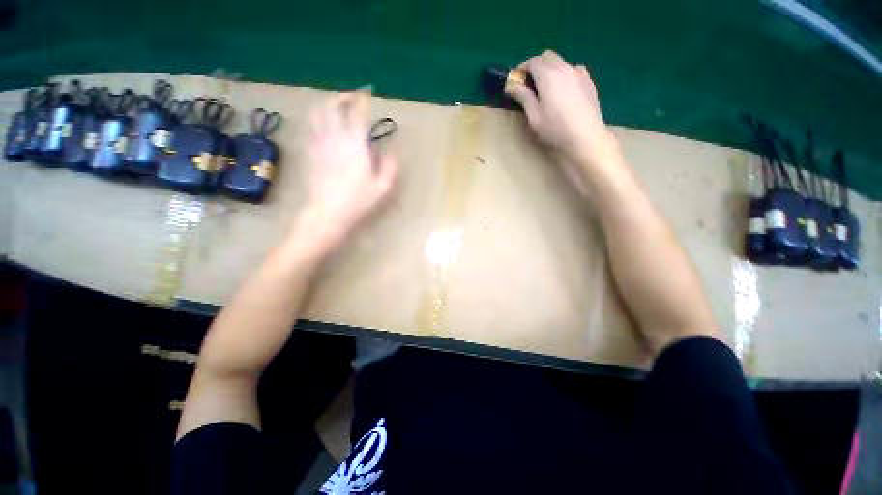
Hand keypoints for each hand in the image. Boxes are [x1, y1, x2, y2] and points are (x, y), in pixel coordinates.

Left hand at [299, 91, 397, 250]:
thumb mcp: (383, 187)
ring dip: (327, 104)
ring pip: (318, 114)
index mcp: (355, 145)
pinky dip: (317, 119)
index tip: (367, 93)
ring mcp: (319, 144)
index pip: (357, 113)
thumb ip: (389, 166)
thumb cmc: (358, 201)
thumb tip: (389, 151)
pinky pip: (311, 128)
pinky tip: (322, 123)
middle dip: (342, 96)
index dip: (362, 100)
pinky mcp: (311, 153)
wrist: (328, 213)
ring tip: (336, 105)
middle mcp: (335, 138)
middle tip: (351, 96)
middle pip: (333, 106)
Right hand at [506, 51, 620, 172]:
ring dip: (552, 69)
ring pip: (562, 62)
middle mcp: (564, 68)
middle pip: (548, 56)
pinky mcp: (589, 81)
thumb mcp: (534, 116)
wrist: (585, 137)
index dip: (523, 68)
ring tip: (548, 88)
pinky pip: (575, 70)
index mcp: (548, 76)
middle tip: (530, 83)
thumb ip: (523, 97)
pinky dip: (566, 74)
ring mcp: (579, 73)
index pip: (533, 62)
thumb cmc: (555, 129)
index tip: (517, 79)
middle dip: (537, 65)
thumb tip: (511, 85)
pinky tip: (565, 90)